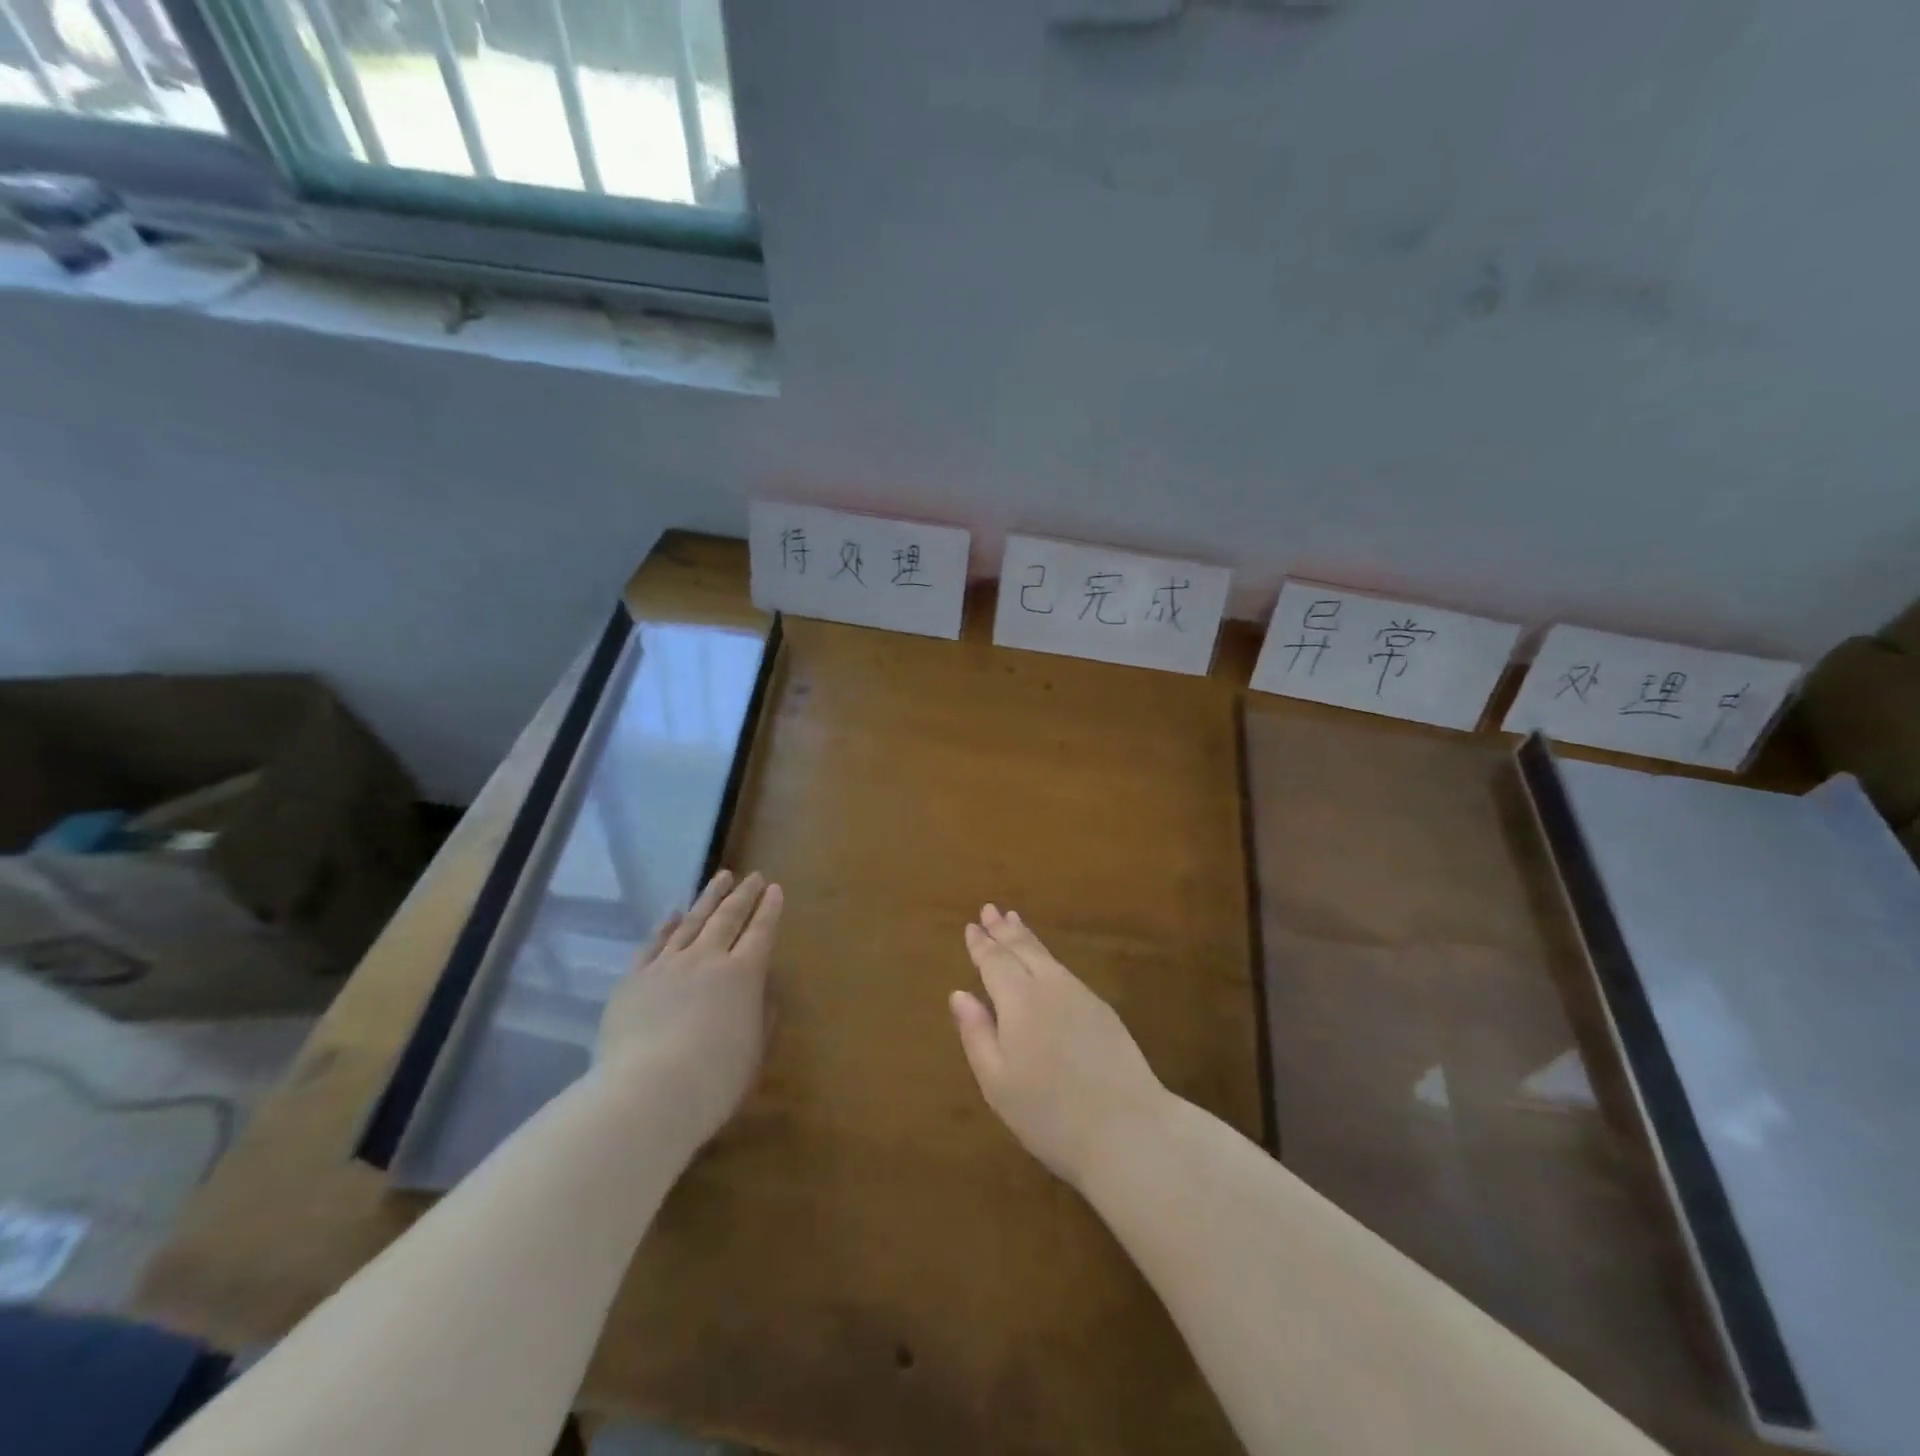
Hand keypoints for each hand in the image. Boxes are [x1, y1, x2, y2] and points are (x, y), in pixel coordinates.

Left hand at [594, 869, 783, 1153]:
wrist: (646, 1094)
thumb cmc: (714, 1081)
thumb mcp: (754, 1051)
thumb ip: (762, 1014)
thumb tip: (762, 987)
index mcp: (743, 975)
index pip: (761, 932)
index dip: (769, 909)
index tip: (775, 888)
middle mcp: (707, 959)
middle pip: (728, 918)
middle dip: (743, 895)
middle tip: (752, 877)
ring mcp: (667, 966)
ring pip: (692, 922)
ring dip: (709, 898)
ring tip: (721, 878)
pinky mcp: (634, 979)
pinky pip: (653, 944)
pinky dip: (666, 926)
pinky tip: (673, 913)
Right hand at [951, 905, 1168, 1189]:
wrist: (1129, 1130)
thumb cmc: (1050, 1114)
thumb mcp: (998, 1083)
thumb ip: (976, 1034)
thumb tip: (960, 994)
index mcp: (1019, 1001)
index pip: (995, 962)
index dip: (981, 944)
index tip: (971, 927)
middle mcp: (1050, 987)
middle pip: (1023, 949)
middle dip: (1004, 930)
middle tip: (990, 909)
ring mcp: (1081, 996)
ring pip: (1047, 957)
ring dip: (1027, 937)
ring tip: (1014, 921)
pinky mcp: (1103, 1011)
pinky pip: (1065, 971)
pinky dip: (1047, 957)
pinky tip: (1046, 963)